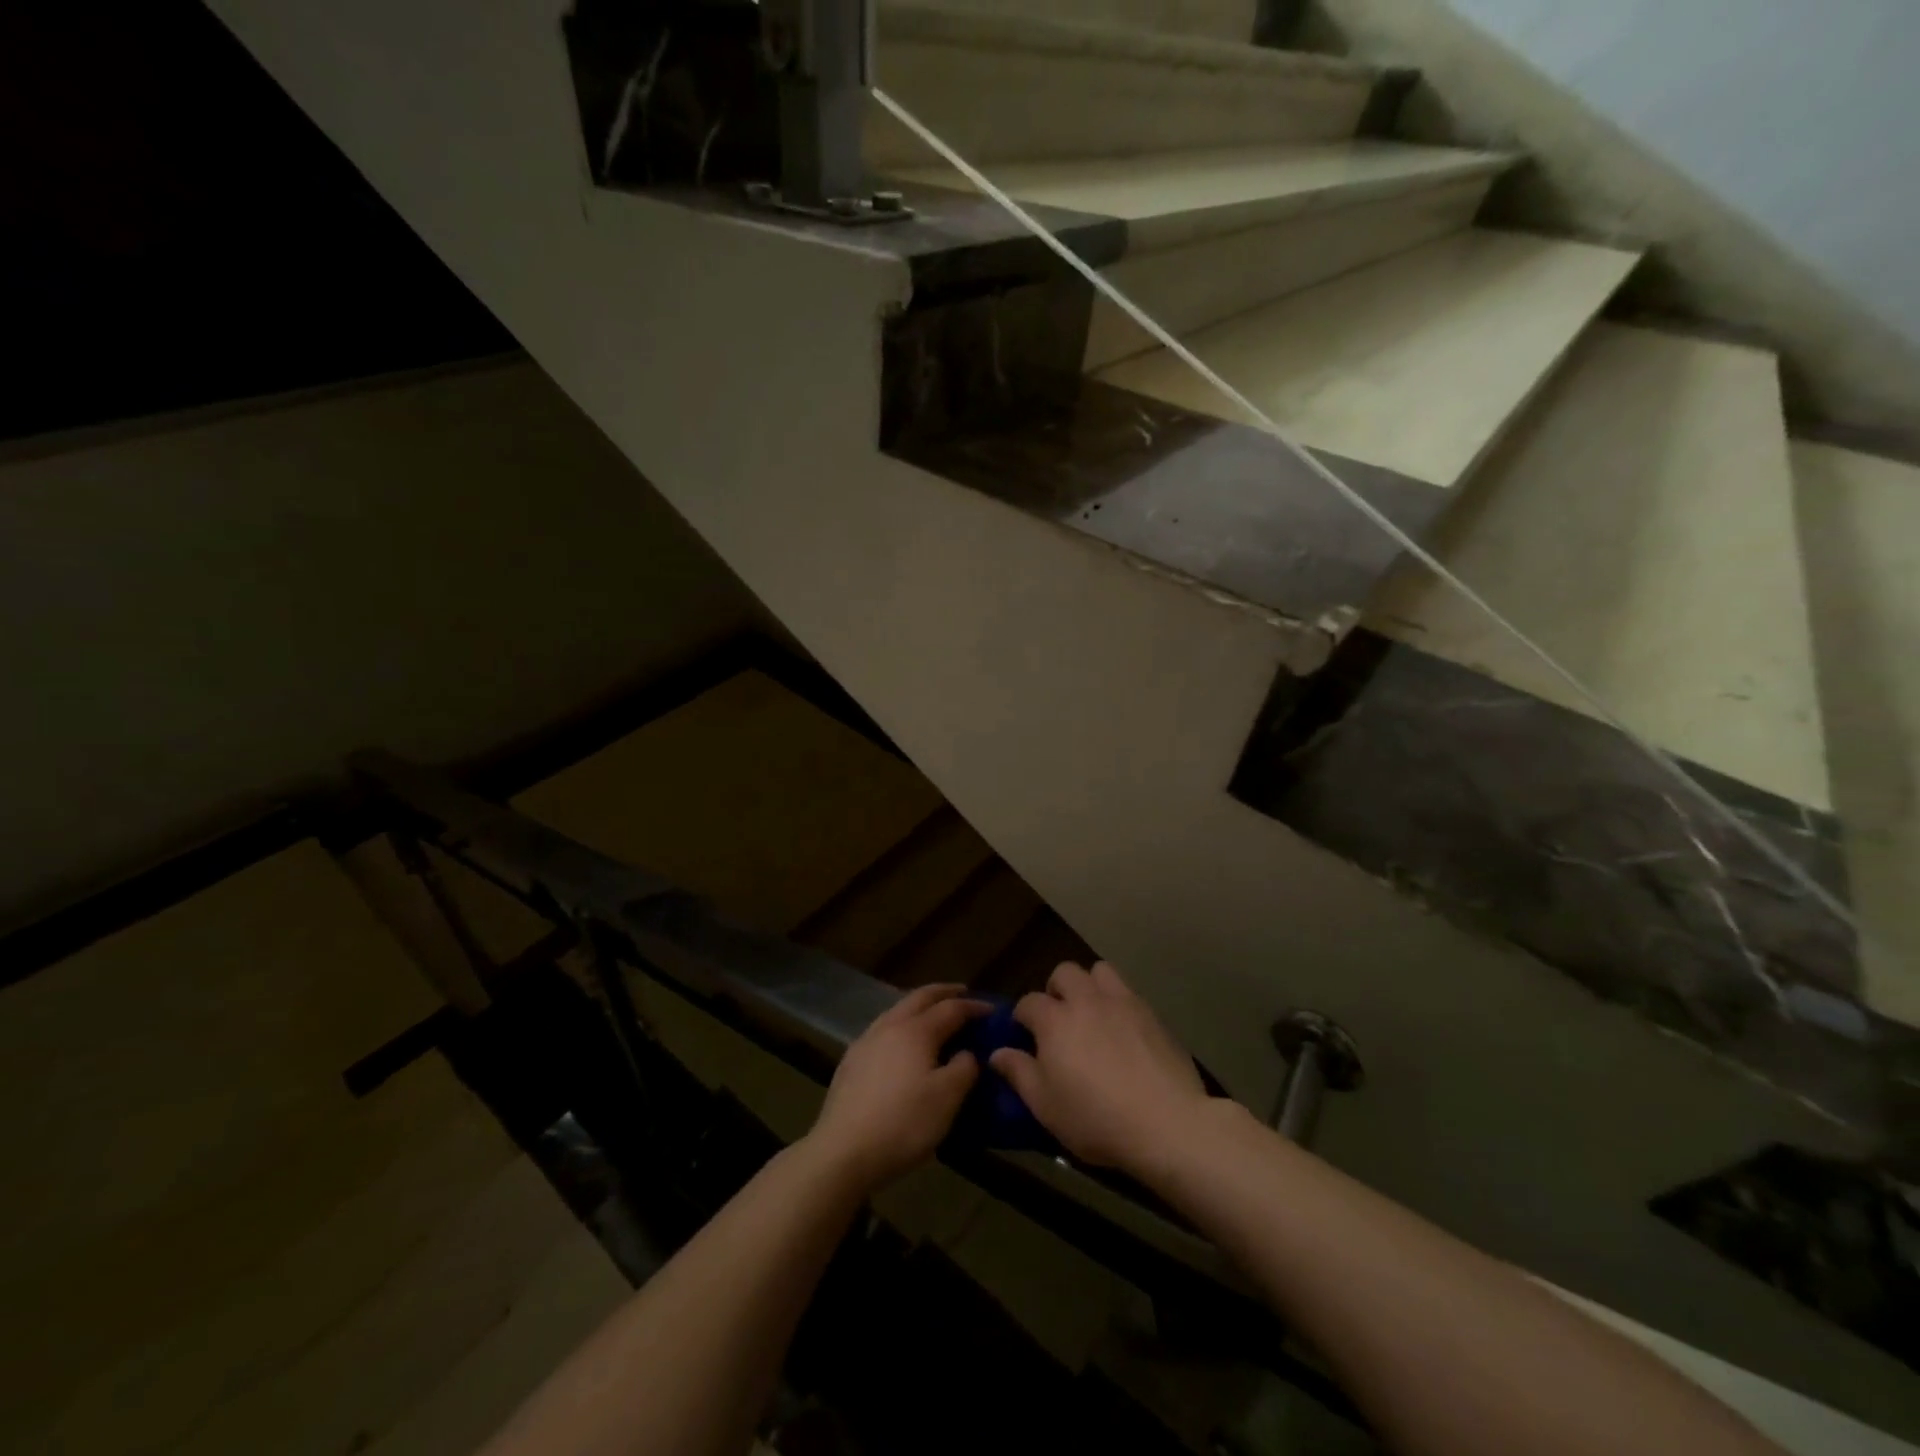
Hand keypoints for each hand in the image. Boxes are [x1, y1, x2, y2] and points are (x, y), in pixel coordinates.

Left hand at [804, 984, 987, 1192]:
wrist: (842, 1151)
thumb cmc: (903, 1123)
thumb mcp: (947, 1099)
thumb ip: (964, 1069)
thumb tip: (967, 1053)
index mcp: (916, 1030)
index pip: (951, 1008)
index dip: (974, 1006)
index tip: (993, 1010)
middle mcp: (890, 1025)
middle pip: (920, 997)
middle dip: (944, 992)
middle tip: (963, 993)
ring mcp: (866, 1041)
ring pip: (897, 1010)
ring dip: (919, 1006)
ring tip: (933, 1015)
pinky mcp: (850, 1061)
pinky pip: (883, 1029)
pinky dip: (901, 1024)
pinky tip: (901, 1043)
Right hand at [990, 962, 1211, 1175]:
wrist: (1166, 1122)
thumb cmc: (1095, 1118)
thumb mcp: (1045, 1106)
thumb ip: (1019, 1073)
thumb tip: (997, 1053)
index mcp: (1055, 1020)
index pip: (1028, 1002)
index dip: (1022, 1017)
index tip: (1024, 1035)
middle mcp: (1086, 1000)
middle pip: (1064, 972)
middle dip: (1056, 989)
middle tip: (1059, 1019)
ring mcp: (1122, 1002)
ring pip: (1099, 971)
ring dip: (1090, 985)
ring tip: (1091, 1014)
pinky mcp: (1151, 1013)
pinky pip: (1128, 991)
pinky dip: (1118, 1002)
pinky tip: (1123, 1031)